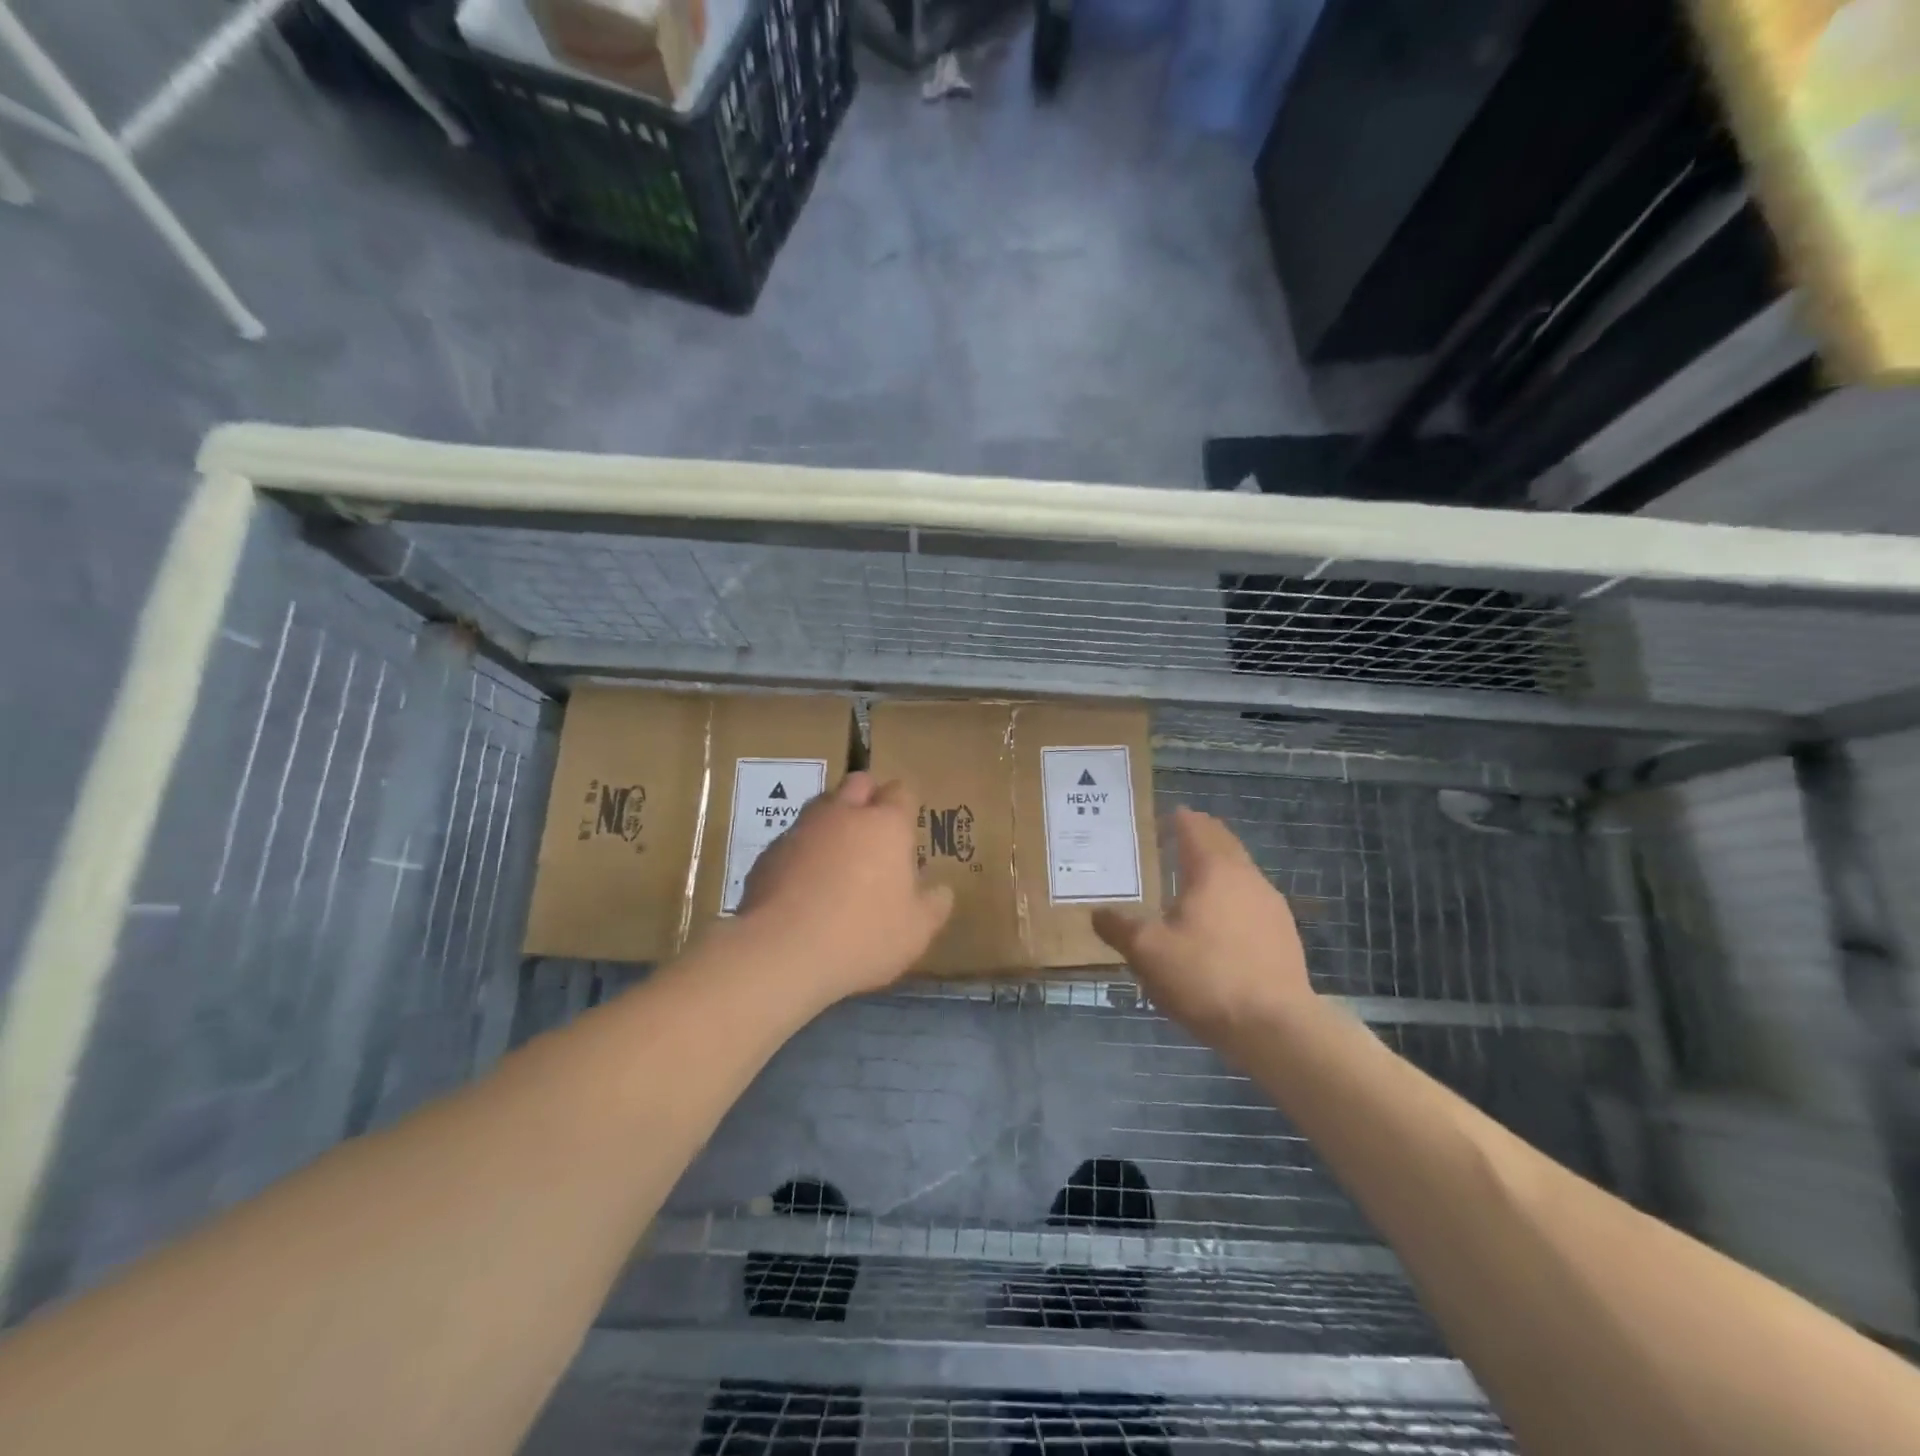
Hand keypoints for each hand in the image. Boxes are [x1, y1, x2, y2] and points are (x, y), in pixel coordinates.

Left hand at [734, 772, 954, 1002]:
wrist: (780, 951)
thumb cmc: (862, 935)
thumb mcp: (916, 931)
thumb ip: (934, 905)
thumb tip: (941, 890)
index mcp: (886, 825)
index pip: (901, 792)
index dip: (905, 806)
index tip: (907, 829)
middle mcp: (843, 814)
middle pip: (858, 783)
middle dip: (868, 797)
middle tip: (874, 832)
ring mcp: (801, 829)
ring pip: (821, 806)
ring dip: (833, 821)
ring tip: (838, 859)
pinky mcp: (769, 852)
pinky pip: (793, 839)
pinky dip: (803, 851)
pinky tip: (804, 885)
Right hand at [1093, 807, 1315, 1048]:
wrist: (1276, 1027)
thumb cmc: (1206, 977)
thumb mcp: (1148, 953)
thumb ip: (1119, 928)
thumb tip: (1098, 912)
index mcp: (1213, 870)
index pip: (1196, 829)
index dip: (1181, 819)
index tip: (1169, 814)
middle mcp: (1246, 877)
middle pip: (1224, 843)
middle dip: (1203, 835)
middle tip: (1180, 836)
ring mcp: (1271, 905)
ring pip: (1241, 871)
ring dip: (1220, 866)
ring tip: (1196, 878)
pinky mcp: (1284, 935)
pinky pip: (1252, 900)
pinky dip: (1233, 895)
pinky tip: (1222, 919)